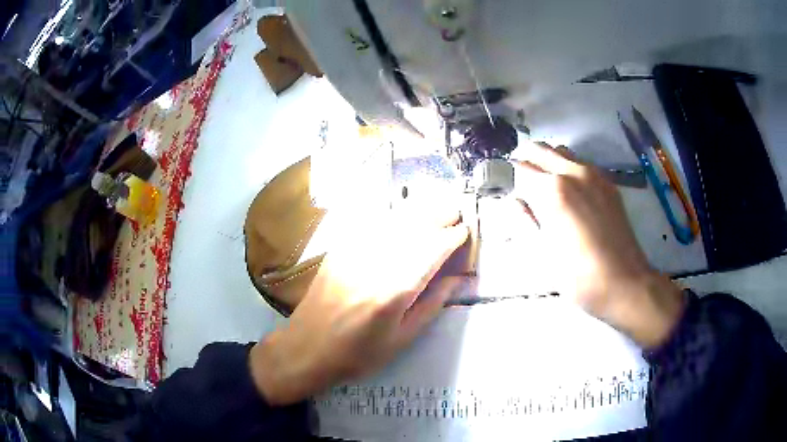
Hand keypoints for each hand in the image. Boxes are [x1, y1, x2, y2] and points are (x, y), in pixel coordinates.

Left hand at [249, 207, 468, 404]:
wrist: (307, 348)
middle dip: (439, 215)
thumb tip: (457, 279)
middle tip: (456, 213)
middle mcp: (376, 264)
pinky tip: (401, 215)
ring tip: (436, 207)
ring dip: (418, 211)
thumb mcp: (402, 340)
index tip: (465, 231)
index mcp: (395, 291)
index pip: (432, 251)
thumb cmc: (358, 354)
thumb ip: (432, 305)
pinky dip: (391, 215)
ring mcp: (354, 253)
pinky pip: (370, 223)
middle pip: (414, 228)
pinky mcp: (340, 250)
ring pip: (393, 220)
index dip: (452, 237)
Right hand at [514, 142, 683, 347]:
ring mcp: (594, 175)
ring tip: (547, 191)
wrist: (625, 283)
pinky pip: (582, 164)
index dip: (508, 180)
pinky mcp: (608, 184)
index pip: (519, 169)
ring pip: (562, 152)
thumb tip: (515, 201)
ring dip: (548, 163)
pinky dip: (569, 170)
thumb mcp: (543, 254)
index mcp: (552, 190)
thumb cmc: (579, 277)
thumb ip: (525, 220)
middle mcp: (573, 172)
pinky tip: (572, 197)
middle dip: (526, 162)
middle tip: (522, 188)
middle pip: (540, 149)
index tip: (507, 195)